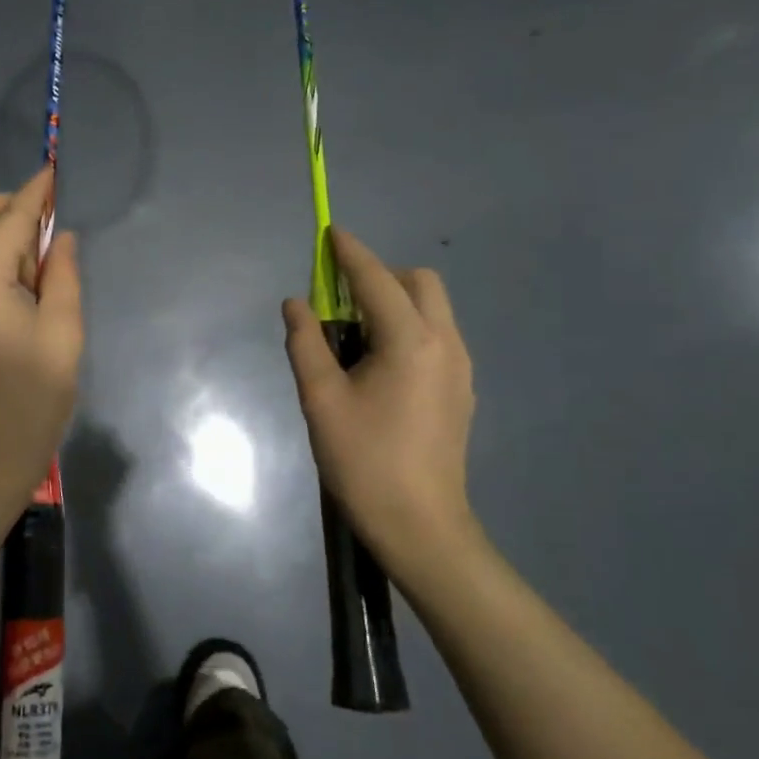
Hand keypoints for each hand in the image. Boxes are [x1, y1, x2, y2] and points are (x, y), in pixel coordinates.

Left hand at [0, 168, 82, 514]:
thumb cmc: (31, 404)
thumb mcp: (63, 338)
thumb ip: (62, 278)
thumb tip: (59, 239)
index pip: (7, 224)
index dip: (34, 196)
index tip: (52, 172)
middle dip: (2, 207)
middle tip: (41, 218)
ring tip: (29, 257)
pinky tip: (6, 283)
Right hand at [283, 230, 478, 573]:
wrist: (420, 524)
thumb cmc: (363, 460)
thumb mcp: (320, 400)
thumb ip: (305, 343)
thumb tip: (295, 304)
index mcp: (409, 341)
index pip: (376, 279)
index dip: (350, 253)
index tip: (330, 233)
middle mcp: (444, 343)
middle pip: (419, 282)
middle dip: (380, 275)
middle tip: (340, 301)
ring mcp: (460, 367)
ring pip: (433, 308)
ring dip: (395, 302)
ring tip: (356, 336)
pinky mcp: (462, 389)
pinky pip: (437, 335)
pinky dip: (409, 327)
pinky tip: (381, 365)